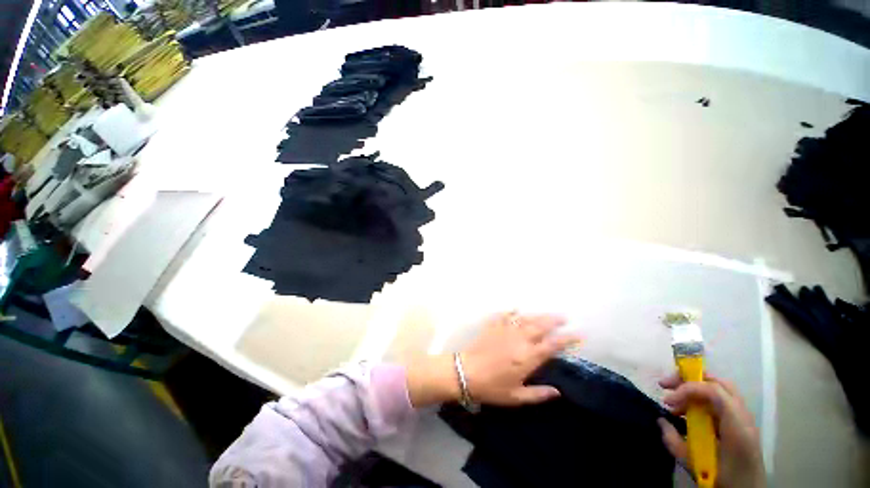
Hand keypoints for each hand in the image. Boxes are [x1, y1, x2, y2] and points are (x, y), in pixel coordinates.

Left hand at [405, 312, 579, 407]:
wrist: (465, 372)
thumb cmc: (492, 387)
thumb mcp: (517, 397)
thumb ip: (538, 394)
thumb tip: (558, 392)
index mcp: (527, 357)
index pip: (552, 345)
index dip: (567, 339)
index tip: (578, 335)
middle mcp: (519, 340)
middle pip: (540, 326)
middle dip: (554, 321)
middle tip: (565, 317)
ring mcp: (504, 330)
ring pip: (524, 318)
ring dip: (537, 315)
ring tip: (547, 313)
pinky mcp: (492, 326)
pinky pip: (503, 315)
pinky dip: (510, 311)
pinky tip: (515, 308)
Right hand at [657, 374, 765, 487]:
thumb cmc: (724, 478)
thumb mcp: (698, 464)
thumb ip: (676, 442)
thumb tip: (661, 421)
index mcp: (736, 423)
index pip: (712, 390)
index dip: (686, 388)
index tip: (667, 400)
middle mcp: (742, 415)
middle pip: (716, 382)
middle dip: (687, 379)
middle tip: (665, 386)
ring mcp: (742, 417)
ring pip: (717, 389)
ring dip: (691, 390)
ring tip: (673, 403)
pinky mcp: (737, 423)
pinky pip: (717, 402)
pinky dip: (698, 400)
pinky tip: (686, 413)